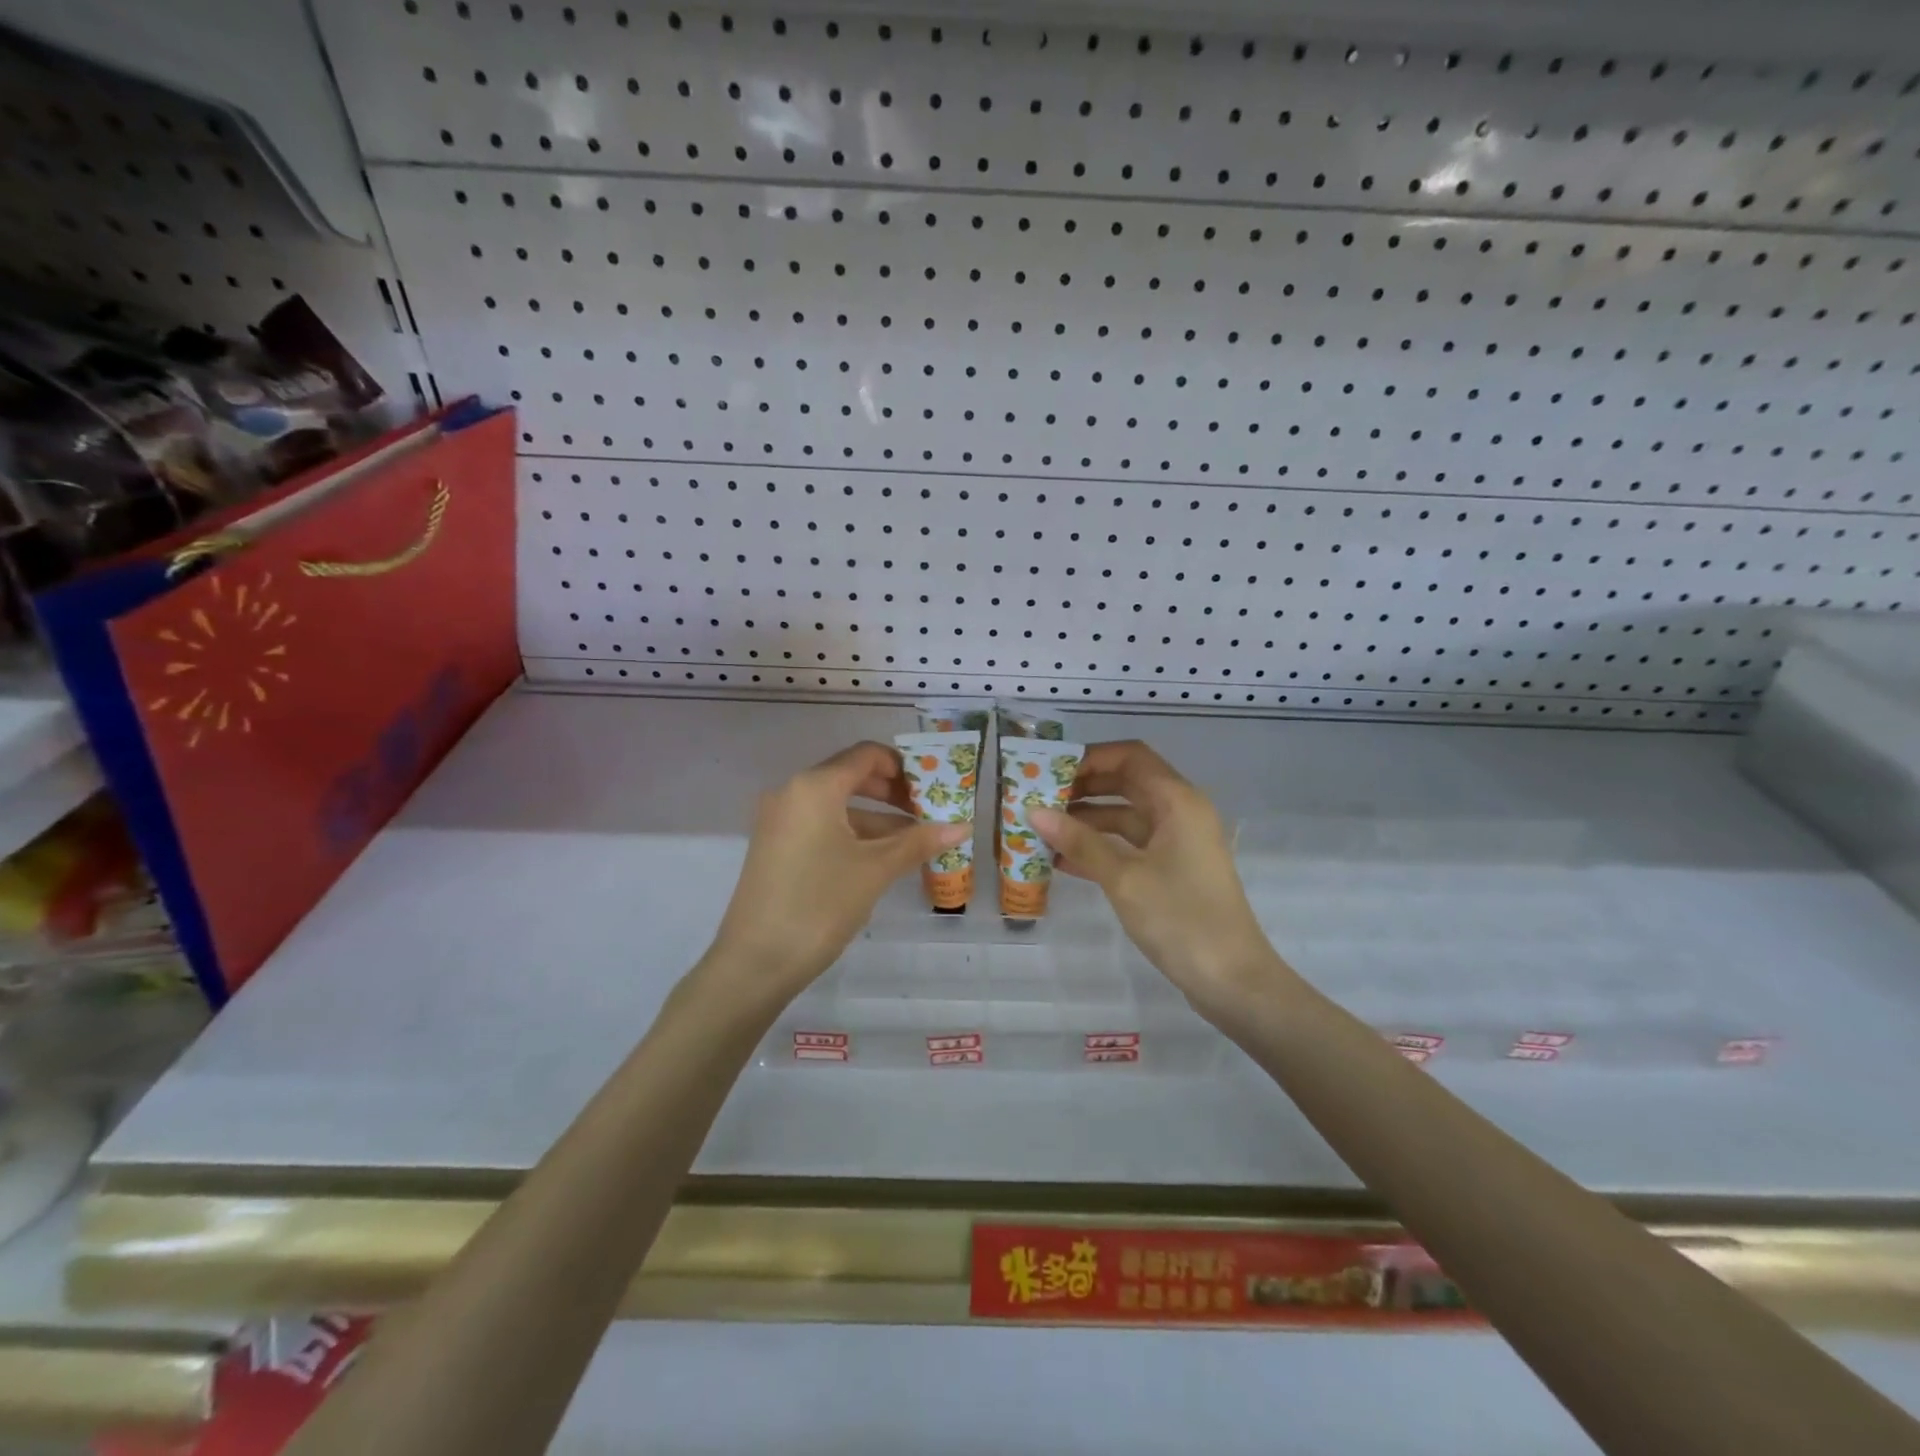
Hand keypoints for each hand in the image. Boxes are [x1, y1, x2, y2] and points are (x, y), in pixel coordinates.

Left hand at [705, 742, 967, 1000]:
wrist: (755, 962)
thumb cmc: (819, 905)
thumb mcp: (875, 870)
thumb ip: (918, 842)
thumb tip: (962, 827)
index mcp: (815, 786)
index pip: (866, 755)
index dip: (904, 767)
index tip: (934, 788)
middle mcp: (792, 792)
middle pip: (851, 777)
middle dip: (893, 793)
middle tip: (929, 813)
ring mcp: (780, 820)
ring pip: (838, 806)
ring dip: (877, 818)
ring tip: (917, 842)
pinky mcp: (776, 846)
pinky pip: (822, 826)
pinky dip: (854, 834)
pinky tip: (882, 859)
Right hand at [1029, 741, 1291, 1018]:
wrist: (1232, 980)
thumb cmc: (1180, 918)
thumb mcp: (1124, 878)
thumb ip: (1079, 841)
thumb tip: (1034, 812)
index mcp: (1177, 801)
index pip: (1130, 756)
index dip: (1090, 757)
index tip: (1050, 770)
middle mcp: (1180, 812)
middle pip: (1126, 783)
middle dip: (1083, 788)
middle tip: (1038, 798)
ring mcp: (1177, 843)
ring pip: (1125, 816)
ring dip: (1086, 820)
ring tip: (1042, 829)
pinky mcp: (1171, 870)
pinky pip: (1130, 846)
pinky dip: (1100, 847)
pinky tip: (1062, 861)